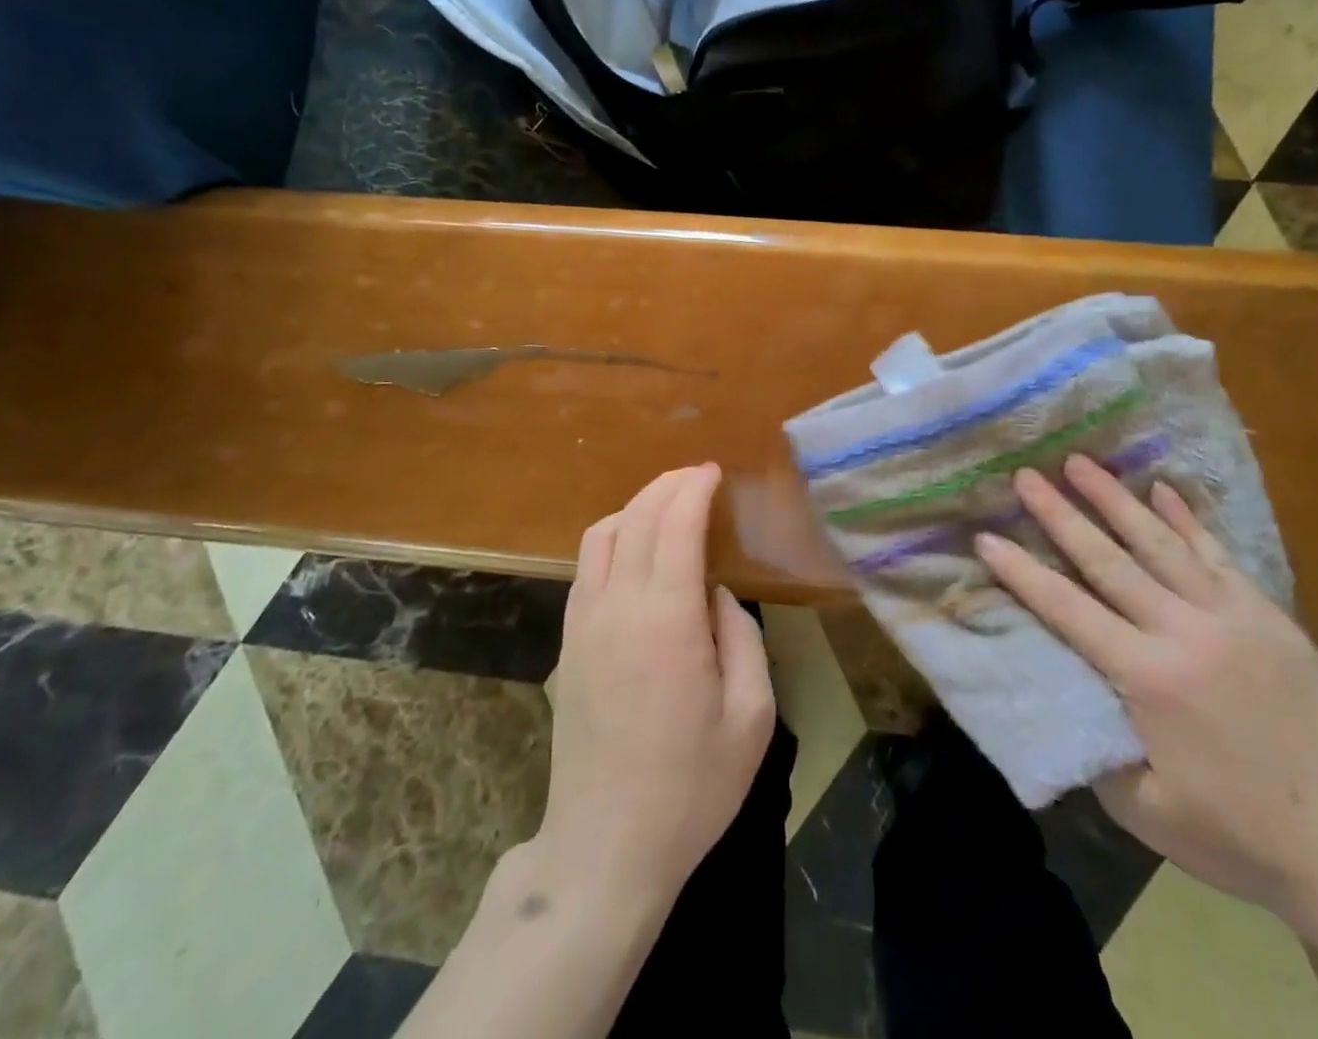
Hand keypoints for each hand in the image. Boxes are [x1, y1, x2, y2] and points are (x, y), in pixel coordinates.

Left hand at [534, 464, 775, 908]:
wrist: (605, 846)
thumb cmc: (690, 787)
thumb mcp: (750, 718)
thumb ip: (742, 639)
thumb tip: (717, 595)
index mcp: (666, 619)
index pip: (674, 524)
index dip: (693, 488)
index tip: (713, 472)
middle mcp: (617, 607)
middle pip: (636, 518)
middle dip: (667, 485)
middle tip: (696, 477)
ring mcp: (583, 623)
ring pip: (601, 535)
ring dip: (636, 507)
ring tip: (668, 506)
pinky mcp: (567, 643)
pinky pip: (587, 567)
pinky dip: (612, 537)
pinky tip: (634, 550)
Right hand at [976, 455, 1317, 925]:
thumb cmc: (1239, 836)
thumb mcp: (1143, 809)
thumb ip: (1090, 745)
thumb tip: (1058, 692)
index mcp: (1149, 678)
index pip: (1067, 609)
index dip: (1022, 572)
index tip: (986, 535)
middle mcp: (1186, 633)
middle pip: (1109, 561)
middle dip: (1060, 514)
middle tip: (1025, 475)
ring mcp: (1233, 618)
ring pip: (1161, 544)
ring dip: (1115, 499)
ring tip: (1080, 462)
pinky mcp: (1269, 618)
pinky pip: (1217, 555)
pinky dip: (1186, 519)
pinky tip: (1161, 489)